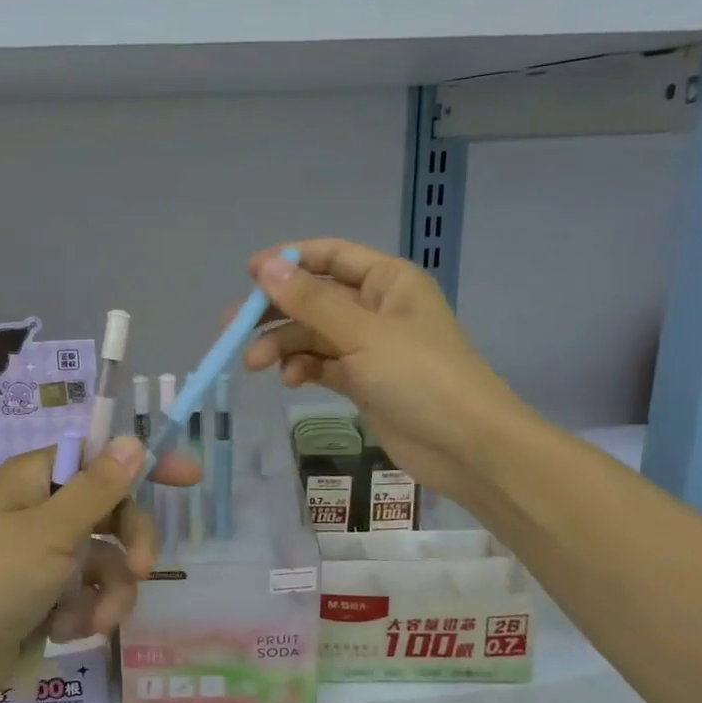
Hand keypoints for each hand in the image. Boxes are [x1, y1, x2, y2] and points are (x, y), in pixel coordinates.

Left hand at [0, 437, 200, 698]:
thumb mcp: (50, 531)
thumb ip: (99, 488)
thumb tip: (133, 440)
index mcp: (34, 479)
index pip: (100, 457)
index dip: (144, 465)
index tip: (190, 478)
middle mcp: (38, 512)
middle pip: (110, 512)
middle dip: (130, 543)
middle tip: (142, 569)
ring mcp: (38, 558)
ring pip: (103, 562)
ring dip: (108, 591)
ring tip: (94, 620)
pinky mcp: (39, 600)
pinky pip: (83, 596)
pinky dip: (83, 614)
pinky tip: (67, 632)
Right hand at [244, 238, 525, 501]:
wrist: (468, 447)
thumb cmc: (420, 377)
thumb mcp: (362, 334)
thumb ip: (310, 301)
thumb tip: (264, 266)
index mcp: (388, 281)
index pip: (332, 256)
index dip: (290, 260)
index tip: (249, 273)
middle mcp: (377, 308)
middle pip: (315, 298)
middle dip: (276, 311)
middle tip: (233, 327)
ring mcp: (370, 347)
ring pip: (313, 335)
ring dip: (283, 345)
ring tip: (254, 364)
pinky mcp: (364, 381)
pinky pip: (323, 364)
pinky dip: (303, 368)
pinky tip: (290, 380)